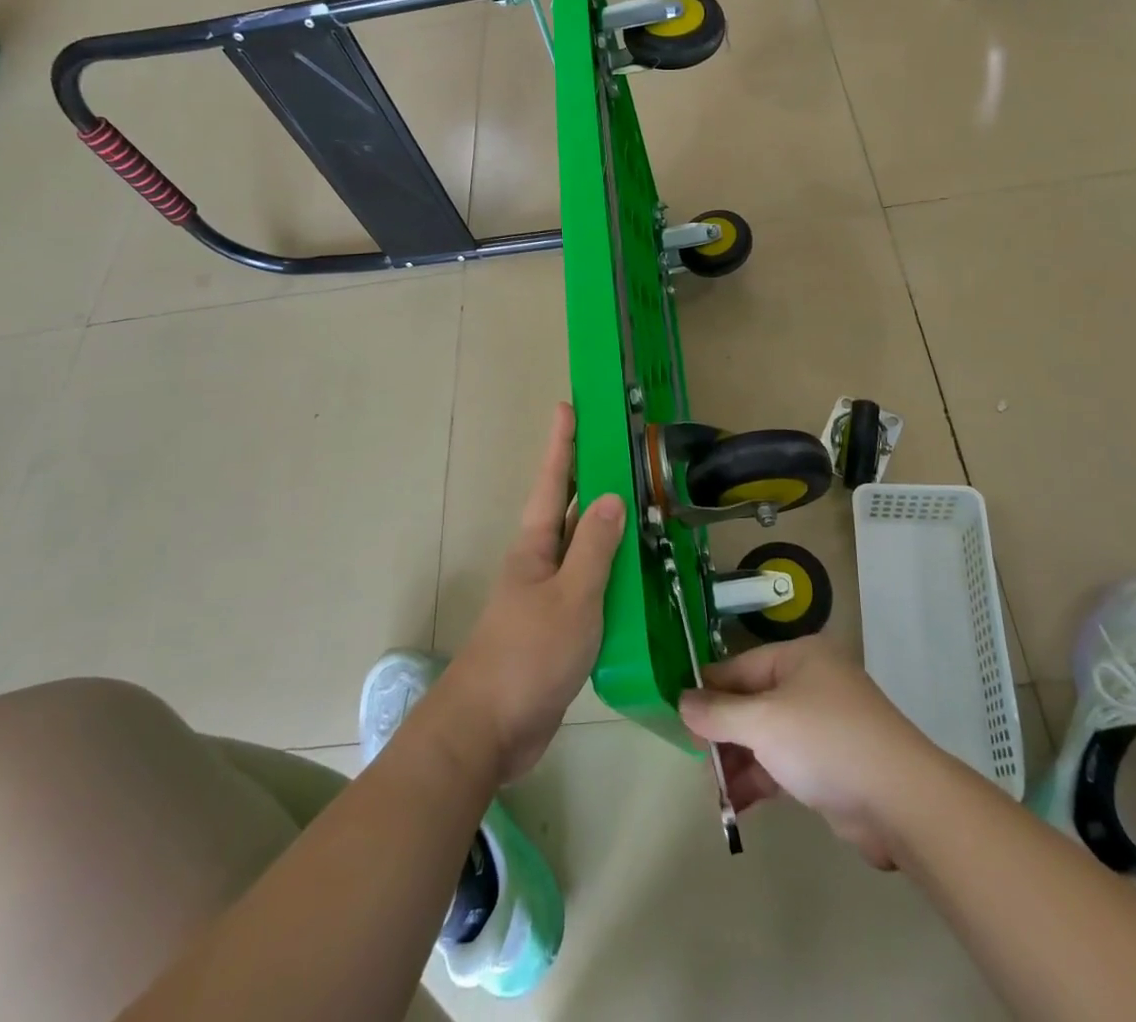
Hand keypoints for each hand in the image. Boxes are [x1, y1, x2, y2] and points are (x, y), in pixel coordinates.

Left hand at [439, 403, 624, 783]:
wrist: (490, 729)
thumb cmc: (528, 653)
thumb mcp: (571, 596)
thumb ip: (594, 547)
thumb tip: (611, 496)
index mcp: (536, 544)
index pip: (552, 480)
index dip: (562, 442)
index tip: (569, 405)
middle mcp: (541, 562)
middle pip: (569, 509)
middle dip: (591, 477)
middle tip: (624, 450)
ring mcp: (550, 596)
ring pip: (584, 550)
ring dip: (609, 528)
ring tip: (645, 506)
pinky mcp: (561, 628)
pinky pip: (593, 588)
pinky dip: (615, 575)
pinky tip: (640, 577)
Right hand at [678, 638, 932, 868]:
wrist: (902, 801)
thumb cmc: (826, 742)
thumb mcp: (763, 722)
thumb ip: (718, 713)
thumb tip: (681, 701)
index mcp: (798, 657)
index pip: (738, 667)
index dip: (707, 692)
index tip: (677, 718)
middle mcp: (810, 683)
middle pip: (751, 702)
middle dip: (723, 733)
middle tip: (698, 763)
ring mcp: (823, 724)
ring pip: (766, 736)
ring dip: (739, 762)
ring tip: (716, 792)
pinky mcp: (831, 763)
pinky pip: (783, 763)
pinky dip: (761, 780)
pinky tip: (737, 806)